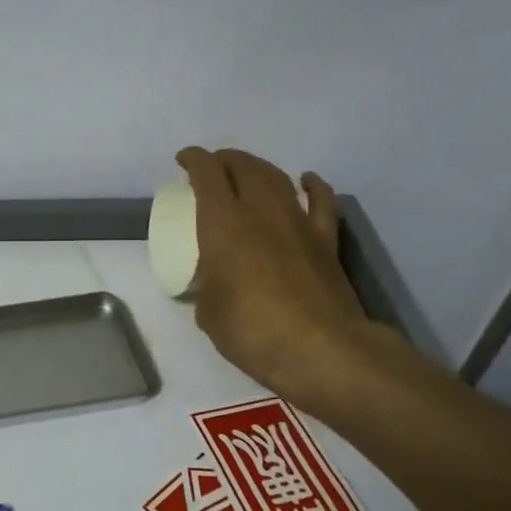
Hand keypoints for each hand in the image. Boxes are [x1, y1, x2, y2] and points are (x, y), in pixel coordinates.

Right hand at [178, 147, 397, 418]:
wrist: (321, 350)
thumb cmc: (252, 331)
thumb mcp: (208, 312)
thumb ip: (207, 286)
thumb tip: (214, 283)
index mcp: (222, 223)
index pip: (206, 173)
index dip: (193, 160)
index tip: (183, 161)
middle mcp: (261, 211)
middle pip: (243, 166)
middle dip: (224, 160)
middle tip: (211, 168)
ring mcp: (298, 222)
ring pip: (277, 177)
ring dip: (258, 167)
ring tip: (246, 171)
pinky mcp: (326, 240)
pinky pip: (320, 201)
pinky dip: (311, 186)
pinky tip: (305, 181)